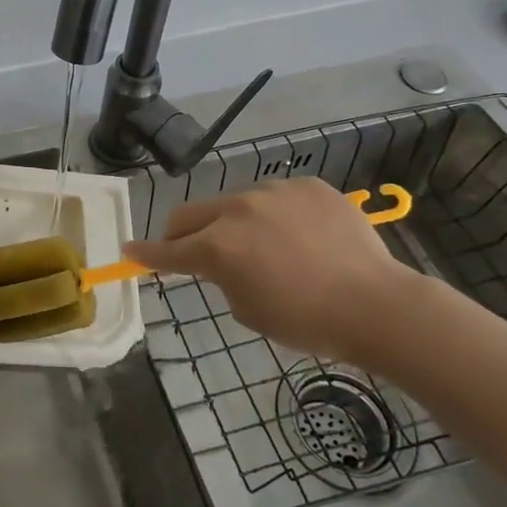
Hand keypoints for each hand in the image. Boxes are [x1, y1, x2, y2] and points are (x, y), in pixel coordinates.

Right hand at [125, 178, 420, 366]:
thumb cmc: (307, 321)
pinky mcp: (307, 185)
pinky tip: (301, 237)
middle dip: (180, 233)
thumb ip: (222, 278)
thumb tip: (223, 263)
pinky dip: (276, 215)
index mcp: (218, 247)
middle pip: (190, 214)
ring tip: (264, 247)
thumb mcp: (248, 311)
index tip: (129, 251)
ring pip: (235, 202)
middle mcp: (237, 210)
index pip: (168, 250)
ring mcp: (274, 192)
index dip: (145, 253)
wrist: (377, 305)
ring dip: (233, 223)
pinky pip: (277, 197)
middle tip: (188, 250)